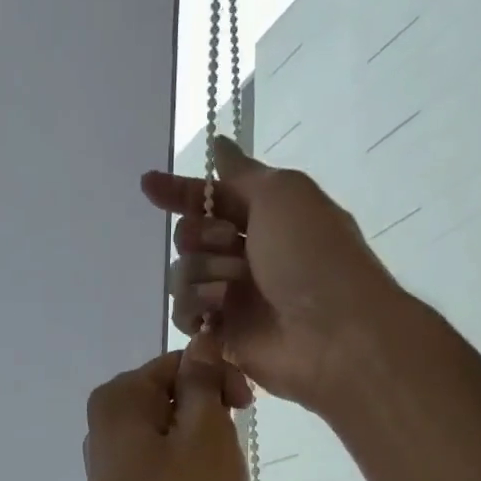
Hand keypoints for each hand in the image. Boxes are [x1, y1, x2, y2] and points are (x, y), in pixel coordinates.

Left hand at [72, 337, 249, 480]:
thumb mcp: (205, 435)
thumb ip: (204, 382)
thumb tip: (203, 337)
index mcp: (117, 400)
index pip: (179, 363)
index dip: (220, 378)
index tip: (247, 410)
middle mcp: (105, 428)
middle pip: (173, 400)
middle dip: (212, 418)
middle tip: (233, 454)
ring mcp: (112, 470)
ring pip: (173, 440)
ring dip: (205, 453)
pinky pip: (165, 474)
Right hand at [142, 137, 403, 410]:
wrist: (332, 332)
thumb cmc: (313, 255)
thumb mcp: (283, 194)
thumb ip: (242, 173)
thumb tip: (219, 145)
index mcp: (265, 217)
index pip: (211, 198)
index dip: (180, 191)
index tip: (148, 185)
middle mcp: (246, 254)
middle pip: (189, 236)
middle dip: (200, 236)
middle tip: (229, 243)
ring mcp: (232, 297)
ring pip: (182, 274)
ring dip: (202, 273)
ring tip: (232, 288)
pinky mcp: (221, 334)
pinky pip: (184, 314)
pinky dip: (195, 308)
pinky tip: (216, 312)